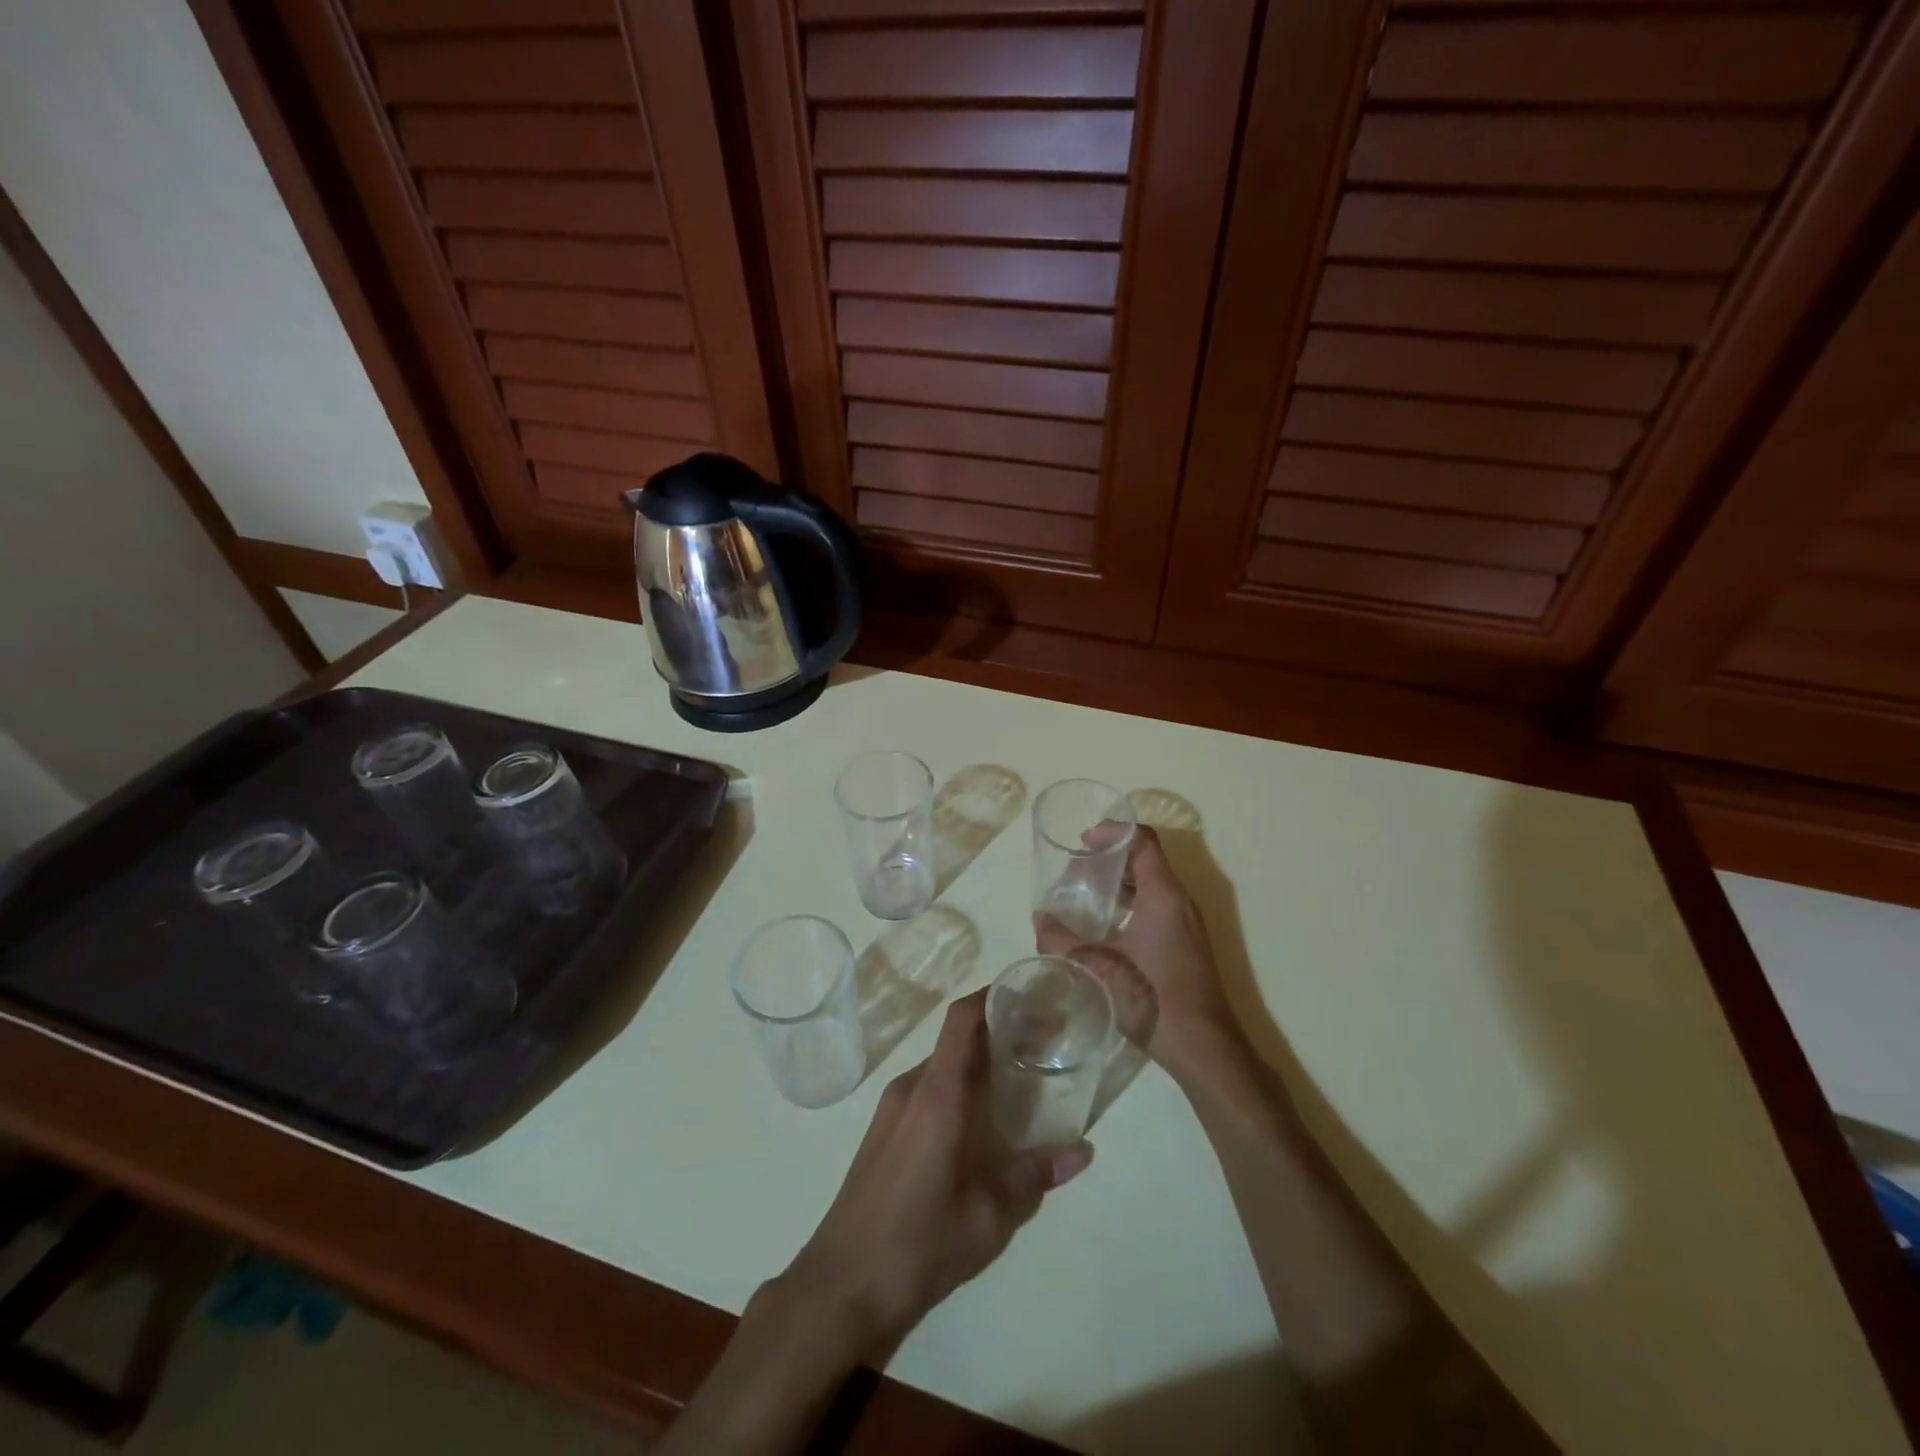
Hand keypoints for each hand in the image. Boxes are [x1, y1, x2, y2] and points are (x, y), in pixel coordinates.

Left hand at [778, 991, 1092, 1356]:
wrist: (842, 1284)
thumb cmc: (920, 1242)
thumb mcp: (990, 1216)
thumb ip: (1035, 1176)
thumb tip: (1083, 1150)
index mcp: (937, 1093)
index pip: (961, 1020)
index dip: (992, 995)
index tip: (1028, 994)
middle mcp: (911, 1087)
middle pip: (956, 1040)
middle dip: (996, 1033)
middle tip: (1039, 1045)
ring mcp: (891, 1107)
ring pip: (941, 1066)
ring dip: (976, 1064)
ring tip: (1017, 1082)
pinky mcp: (883, 1129)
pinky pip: (926, 1089)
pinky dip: (956, 1088)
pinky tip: (979, 1123)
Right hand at [1036, 824, 1244, 1086]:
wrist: (1202, 1046)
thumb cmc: (1151, 996)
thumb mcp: (1097, 965)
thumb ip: (1062, 940)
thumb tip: (1038, 918)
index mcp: (1163, 894)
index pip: (1143, 840)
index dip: (1113, 832)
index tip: (1084, 841)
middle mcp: (1180, 901)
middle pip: (1146, 860)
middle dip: (1110, 860)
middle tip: (1076, 873)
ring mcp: (1187, 924)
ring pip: (1152, 885)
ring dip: (1120, 884)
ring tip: (1086, 897)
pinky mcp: (1187, 944)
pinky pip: (1157, 907)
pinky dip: (1131, 904)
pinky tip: (1107, 928)